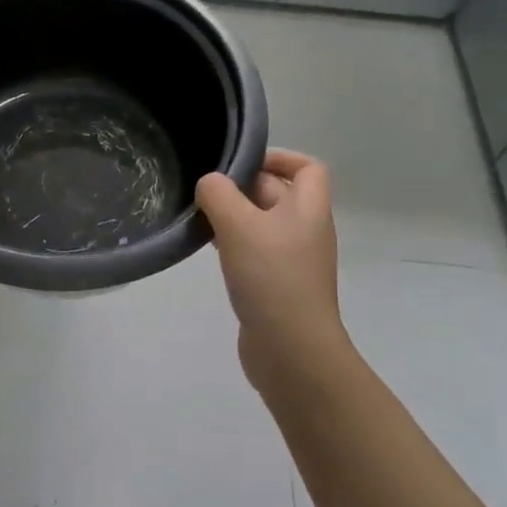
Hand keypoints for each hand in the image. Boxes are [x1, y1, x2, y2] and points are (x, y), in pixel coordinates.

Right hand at [196, 150, 345, 389]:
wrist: (292, 350)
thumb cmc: (271, 276)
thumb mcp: (239, 225)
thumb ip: (219, 195)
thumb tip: (209, 183)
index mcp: (308, 209)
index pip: (307, 167)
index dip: (279, 157)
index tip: (241, 161)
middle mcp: (305, 230)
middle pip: (277, 193)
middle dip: (243, 186)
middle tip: (204, 188)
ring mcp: (292, 260)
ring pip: (261, 224)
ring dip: (233, 216)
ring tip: (199, 216)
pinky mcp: (276, 285)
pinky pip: (254, 251)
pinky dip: (232, 244)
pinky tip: (207, 248)